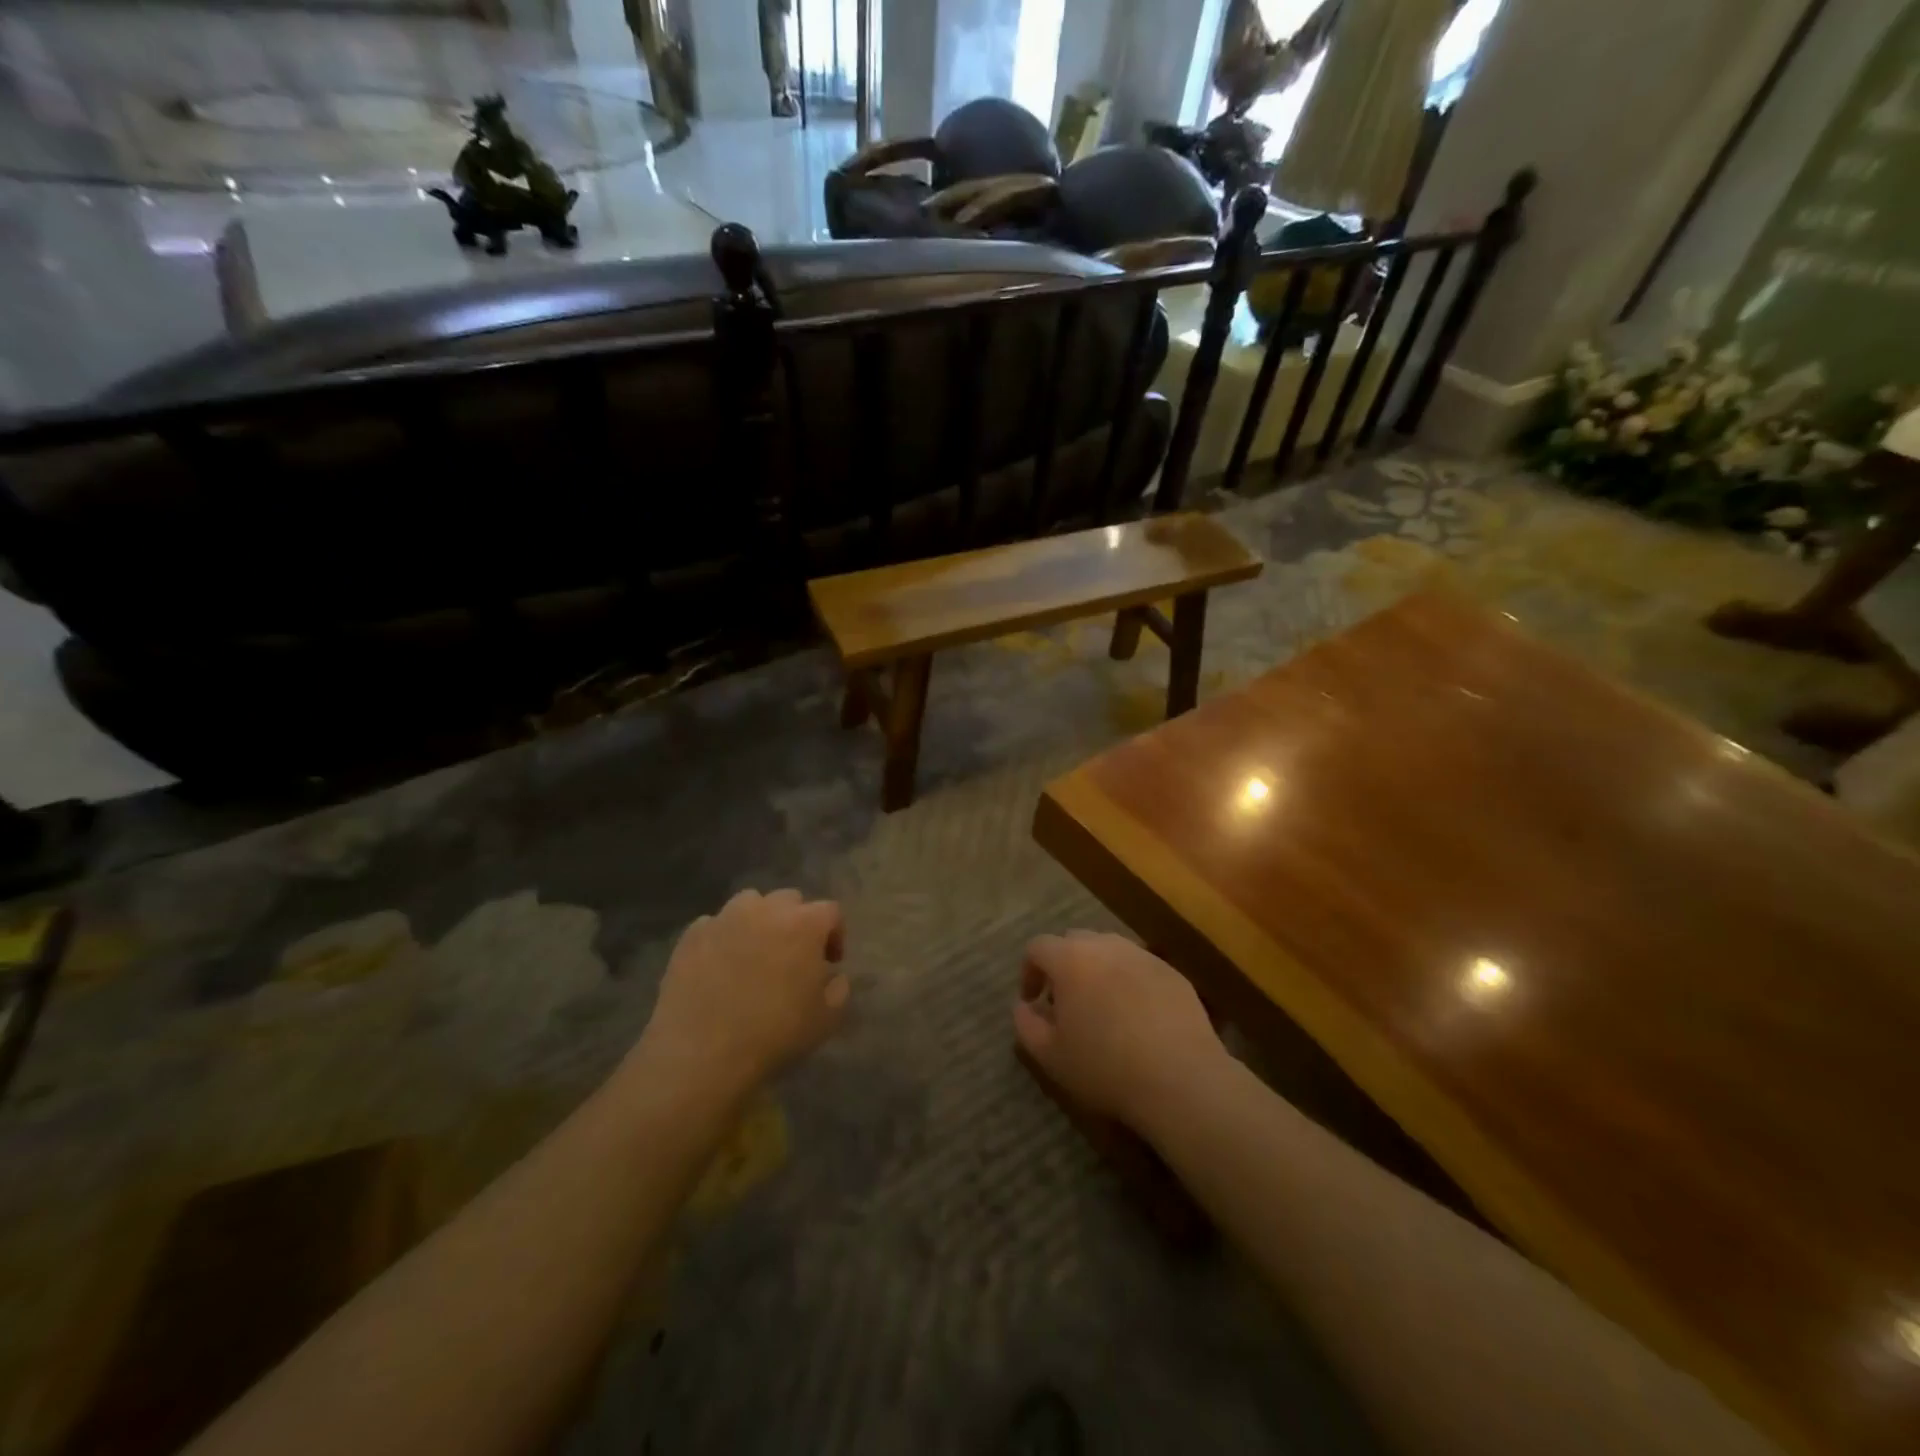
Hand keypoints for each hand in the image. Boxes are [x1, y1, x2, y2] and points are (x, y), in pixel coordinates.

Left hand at [636, 888, 848, 1104]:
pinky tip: (720, 965)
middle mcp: (766, 910)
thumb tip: (833, 975)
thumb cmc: (774, 1034)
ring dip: (759, 920)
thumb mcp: (826, 1019)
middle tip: (793, 955)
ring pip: (750, 903)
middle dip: (797, 921)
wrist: (702, 1052)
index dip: (835, 934)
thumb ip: (839, 989)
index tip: (830, 962)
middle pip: (790, 900)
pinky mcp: (692, 935)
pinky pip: (715, 924)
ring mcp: (725, 918)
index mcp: (804, 924)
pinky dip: (723, 937)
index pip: (831, 912)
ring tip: (754, 952)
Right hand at [1013, 931, 1225, 1129]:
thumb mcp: (1050, 1056)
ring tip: (1102, 1007)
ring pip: (1110, 951)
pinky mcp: (1172, 973)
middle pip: (1075, 941)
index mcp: (1071, 959)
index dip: (1029, 971)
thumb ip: (1026, 1025)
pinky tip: (1137, 1017)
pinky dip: (1129, 982)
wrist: (1181, 1079)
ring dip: (1098, 970)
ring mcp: (1143, 956)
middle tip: (1066, 1002)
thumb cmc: (1105, 1068)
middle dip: (1064, 965)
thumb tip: (1023, 1006)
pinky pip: (1140, 967)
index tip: (1034, 1001)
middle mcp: (1106, 946)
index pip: (1038, 947)